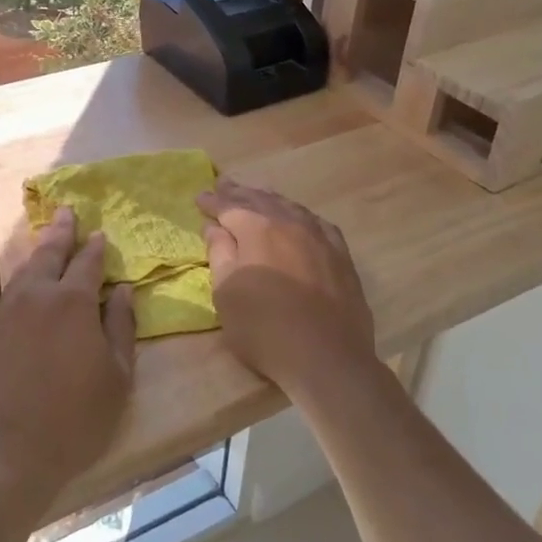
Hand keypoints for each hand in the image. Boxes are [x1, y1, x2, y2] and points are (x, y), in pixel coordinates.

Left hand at [0, 207, 134, 508]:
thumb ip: (120, 326)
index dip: (96, 246)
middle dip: (60, 232)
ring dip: (38, 254)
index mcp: (72, 302)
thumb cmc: (73, 420)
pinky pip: (7, 298)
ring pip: (23, 273)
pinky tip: (24, 290)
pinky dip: (20, 284)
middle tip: (66, 212)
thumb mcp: (116, 377)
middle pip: (49, 254)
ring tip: (46, 242)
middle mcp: (35, 297)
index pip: (87, 262)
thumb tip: (122, 289)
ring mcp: (3, 315)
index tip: (100, 232)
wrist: (2, 456)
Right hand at [197, 180, 380, 400]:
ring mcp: (320, 237)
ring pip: (290, 207)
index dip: (213, 202)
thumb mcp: (226, 293)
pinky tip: (299, 218)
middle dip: (240, 192)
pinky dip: (300, 215)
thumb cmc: (264, 329)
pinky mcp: (341, 255)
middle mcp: (290, 223)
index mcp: (257, 229)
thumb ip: (220, 254)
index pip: (230, 206)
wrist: (326, 357)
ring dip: (270, 199)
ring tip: (257, 194)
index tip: (200, 198)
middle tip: (224, 184)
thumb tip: (215, 228)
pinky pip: (317, 223)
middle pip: (261, 200)